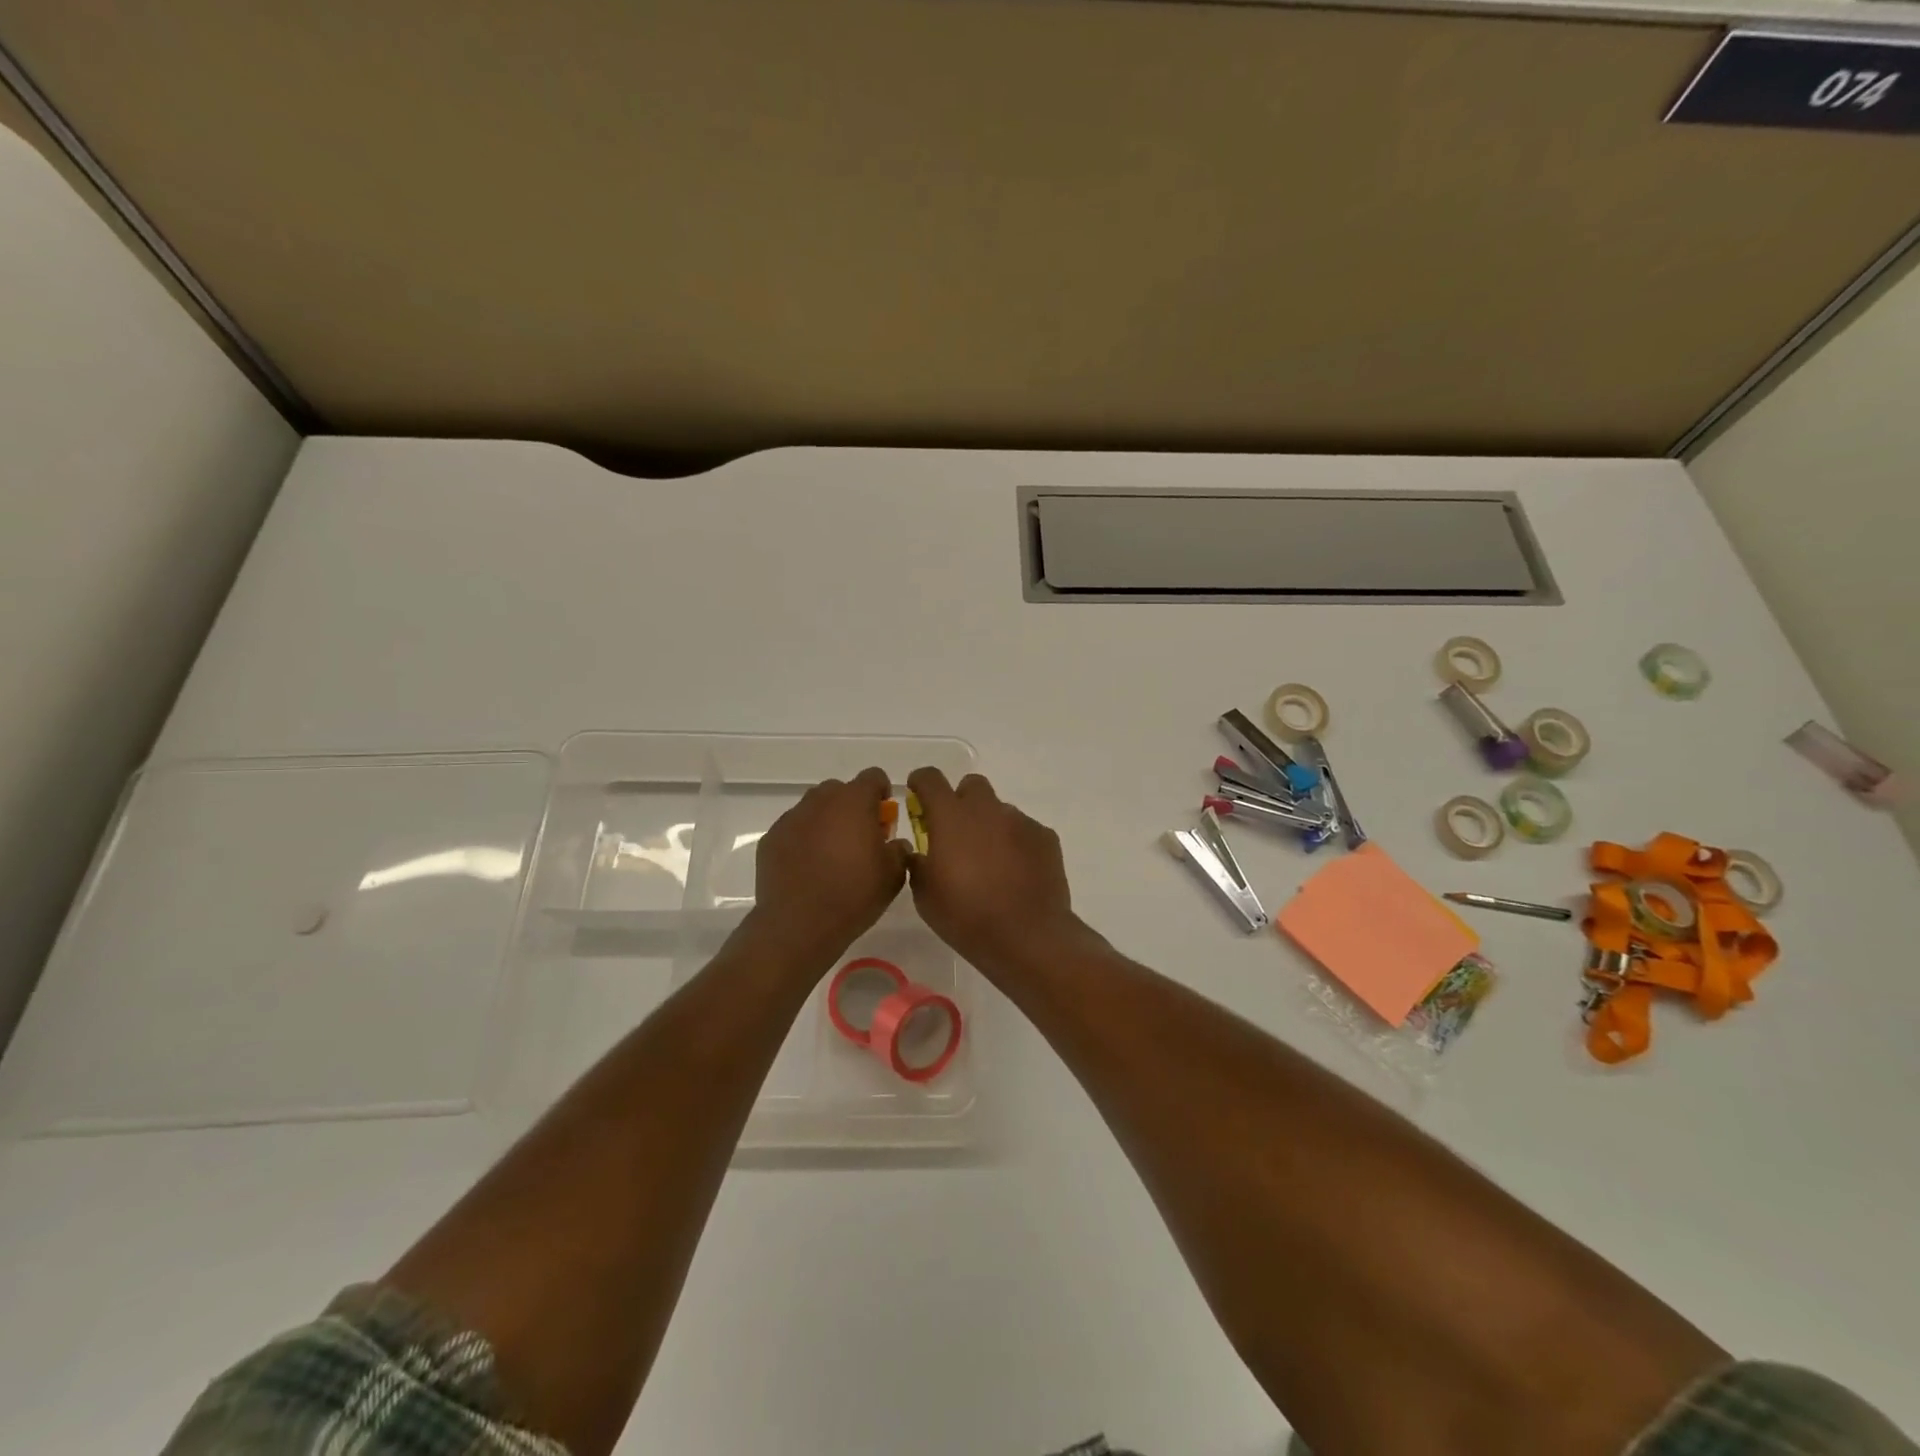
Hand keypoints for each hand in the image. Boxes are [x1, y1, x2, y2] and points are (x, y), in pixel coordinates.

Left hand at [747, 767, 908, 968]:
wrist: (799, 925)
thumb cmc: (853, 895)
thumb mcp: (893, 876)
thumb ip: (899, 850)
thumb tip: (894, 843)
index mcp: (854, 802)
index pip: (873, 777)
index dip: (882, 792)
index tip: (884, 817)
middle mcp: (820, 801)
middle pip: (840, 789)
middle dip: (852, 806)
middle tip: (859, 838)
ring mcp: (791, 818)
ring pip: (814, 807)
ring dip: (826, 821)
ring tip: (831, 854)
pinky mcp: (771, 838)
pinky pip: (793, 828)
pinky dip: (803, 839)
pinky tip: (808, 868)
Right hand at [905, 768, 1082, 973]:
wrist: (1027, 936)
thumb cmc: (966, 916)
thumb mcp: (925, 895)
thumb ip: (919, 863)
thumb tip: (922, 852)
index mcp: (951, 817)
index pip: (930, 778)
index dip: (921, 784)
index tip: (918, 799)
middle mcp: (986, 809)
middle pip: (971, 786)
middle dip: (961, 802)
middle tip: (957, 835)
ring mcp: (1020, 820)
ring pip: (999, 811)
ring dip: (990, 827)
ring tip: (991, 865)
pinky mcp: (1045, 836)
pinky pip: (1024, 831)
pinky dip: (1016, 844)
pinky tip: (1017, 874)